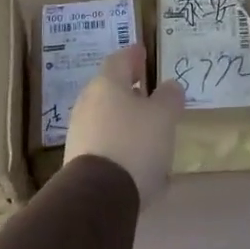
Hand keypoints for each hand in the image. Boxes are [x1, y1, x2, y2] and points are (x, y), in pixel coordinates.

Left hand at [64, 46, 183, 205]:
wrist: (98, 196)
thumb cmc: (135, 143)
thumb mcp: (164, 116)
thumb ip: (169, 97)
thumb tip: (170, 86)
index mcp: (107, 85)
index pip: (119, 60)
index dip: (133, 55)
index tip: (143, 52)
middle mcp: (88, 104)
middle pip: (110, 90)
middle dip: (130, 90)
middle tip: (149, 92)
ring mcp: (80, 134)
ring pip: (108, 119)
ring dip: (128, 121)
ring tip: (150, 130)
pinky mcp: (80, 162)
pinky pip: (107, 145)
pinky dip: (123, 146)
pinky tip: (141, 162)